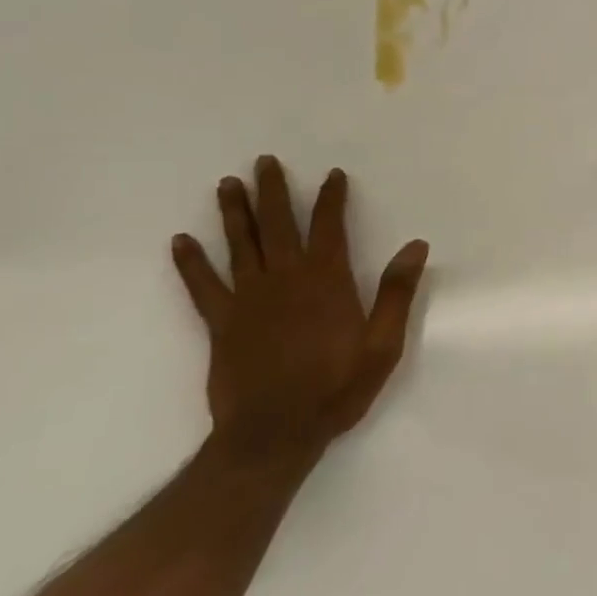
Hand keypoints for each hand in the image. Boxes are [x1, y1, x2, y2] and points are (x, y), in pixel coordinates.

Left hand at [172, 155, 428, 468]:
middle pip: (278, 224)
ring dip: (234, 212)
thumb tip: (416, 246)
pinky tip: (180, 242)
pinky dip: (190, 263)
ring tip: (227, 183)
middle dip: (273, 191)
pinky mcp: (221, 322)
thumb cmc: (336, 389)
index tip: (332, 174)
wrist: (275, 434)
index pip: (330, 226)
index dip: (331, 198)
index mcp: (327, 281)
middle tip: (264, 161)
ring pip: (240, 244)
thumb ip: (397, 293)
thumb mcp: (383, 345)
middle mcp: (285, 278)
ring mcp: (248, 298)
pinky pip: (202, 285)